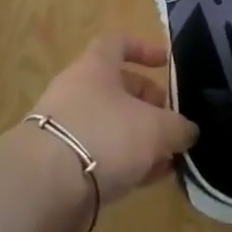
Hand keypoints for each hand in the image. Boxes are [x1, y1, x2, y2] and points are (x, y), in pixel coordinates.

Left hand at [26, 37, 197, 208]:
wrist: (43, 188)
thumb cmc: (104, 136)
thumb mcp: (155, 128)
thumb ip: (178, 127)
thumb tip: (188, 131)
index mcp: (96, 66)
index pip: (119, 43)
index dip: (144, 49)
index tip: (166, 64)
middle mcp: (77, 90)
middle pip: (117, 87)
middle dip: (148, 102)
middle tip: (172, 122)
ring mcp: (65, 128)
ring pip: (110, 124)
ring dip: (139, 137)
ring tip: (167, 157)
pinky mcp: (59, 165)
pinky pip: (99, 155)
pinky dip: (123, 162)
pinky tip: (147, 179)